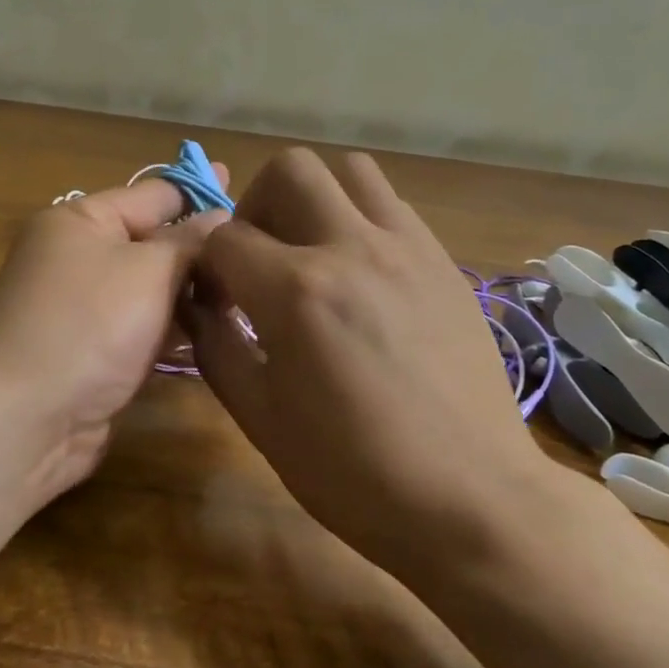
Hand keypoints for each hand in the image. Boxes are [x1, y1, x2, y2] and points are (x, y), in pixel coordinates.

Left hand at [0, 169, 228, 498]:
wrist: (25, 417)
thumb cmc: (89, 324)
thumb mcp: (148, 270)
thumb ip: (190, 241)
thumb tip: (221, 217)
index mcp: (82, 220)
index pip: (154, 194)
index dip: (201, 192)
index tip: (247, 191)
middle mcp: (79, 257)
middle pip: (154, 242)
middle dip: (204, 250)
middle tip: (261, 256)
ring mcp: (86, 307)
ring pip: (153, 289)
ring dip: (195, 293)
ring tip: (253, 294)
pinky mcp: (94, 351)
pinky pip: (144, 327)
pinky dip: (176, 328)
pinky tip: (219, 332)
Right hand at [185, 149, 564, 588]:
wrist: (471, 498)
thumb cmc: (354, 472)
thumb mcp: (261, 420)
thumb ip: (216, 348)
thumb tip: (197, 305)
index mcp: (296, 291)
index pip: (225, 237)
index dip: (207, 263)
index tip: (215, 297)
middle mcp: (351, 248)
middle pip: (289, 169)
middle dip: (256, 205)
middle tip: (259, 257)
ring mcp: (407, 248)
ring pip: (351, 170)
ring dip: (316, 198)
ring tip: (312, 251)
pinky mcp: (444, 261)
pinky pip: (394, 205)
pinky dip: (362, 218)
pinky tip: (363, 273)